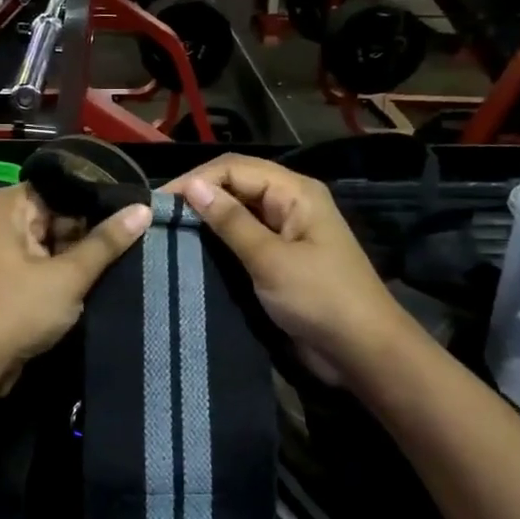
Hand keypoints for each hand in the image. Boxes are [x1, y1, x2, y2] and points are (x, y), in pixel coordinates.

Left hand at [0, 184, 150, 386]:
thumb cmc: (18, 310)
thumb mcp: (69, 275)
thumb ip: (106, 242)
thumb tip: (142, 209)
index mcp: (9, 205)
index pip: (62, 186)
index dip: (98, 196)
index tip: (135, 204)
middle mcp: (4, 220)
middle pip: (60, 212)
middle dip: (94, 226)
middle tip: (140, 230)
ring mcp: (7, 250)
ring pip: (56, 239)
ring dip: (84, 251)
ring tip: (131, 249)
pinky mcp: (12, 277)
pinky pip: (47, 262)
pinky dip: (69, 269)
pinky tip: (103, 273)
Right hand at [164, 156, 405, 386]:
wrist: (361, 350)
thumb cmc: (318, 298)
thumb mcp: (270, 259)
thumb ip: (231, 222)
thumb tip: (192, 186)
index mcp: (295, 192)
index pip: (235, 168)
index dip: (196, 180)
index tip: (158, 204)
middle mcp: (290, 204)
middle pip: (236, 185)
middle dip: (199, 196)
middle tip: (159, 219)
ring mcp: (286, 232)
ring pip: (238, 212)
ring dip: (207, 219)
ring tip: (169, 233)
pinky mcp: (280, 259)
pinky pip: (244, 238)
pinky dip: (220, 241)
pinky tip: (194, 252)